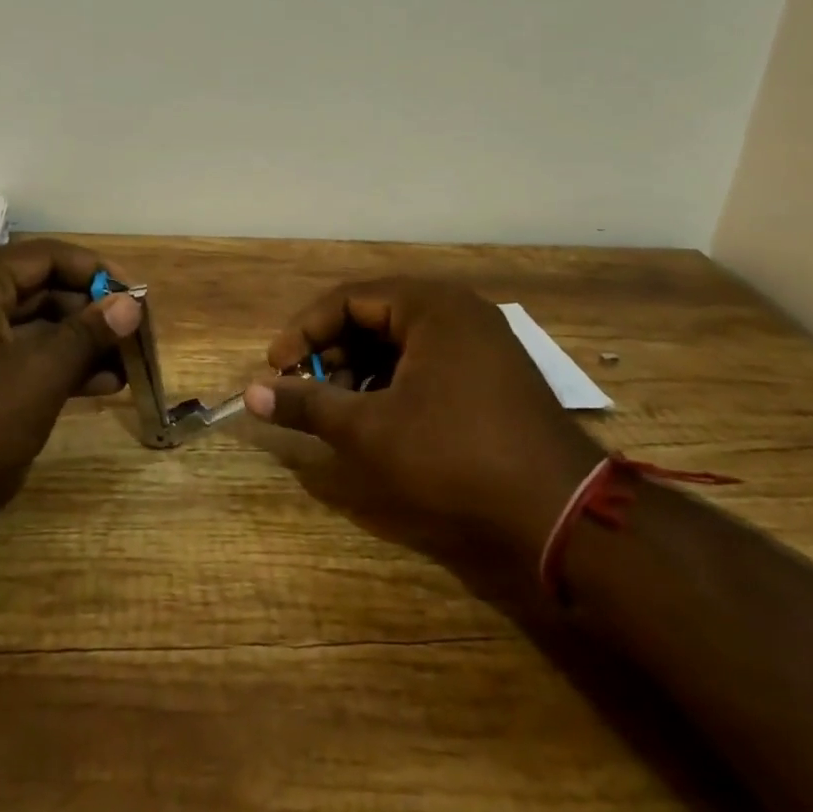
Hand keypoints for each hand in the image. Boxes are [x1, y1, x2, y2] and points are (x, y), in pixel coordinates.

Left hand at [0, 239, 143, 533]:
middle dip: (88, 315)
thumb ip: (86, 335)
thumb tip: (129, 303)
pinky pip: (2, 355)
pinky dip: (40, 367)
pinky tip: (81, 390)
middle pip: (36, 289)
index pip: (49, 256)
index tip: (136, 301)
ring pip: (22, 327)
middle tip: (131, 343)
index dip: (98, 274)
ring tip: (118, 373)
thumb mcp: (37, 378)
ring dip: (70, 346)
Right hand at [244, 278, 603, 564]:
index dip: (303, 331)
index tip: (274, 366)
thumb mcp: (369, 430)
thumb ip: (306, 404)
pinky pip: (425, 360)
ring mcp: (480, 341)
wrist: (561, 512)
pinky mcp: (491, 373)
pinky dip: (392, 382)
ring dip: (358, 369)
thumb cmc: (454, 456)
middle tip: (303, 389)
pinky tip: (378, 416)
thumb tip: (251, 395)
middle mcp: (457, 310)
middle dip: (330, 352)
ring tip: (337, 409)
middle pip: (373, 316)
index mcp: (430, 305)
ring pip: (398, 341)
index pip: (347, 299)